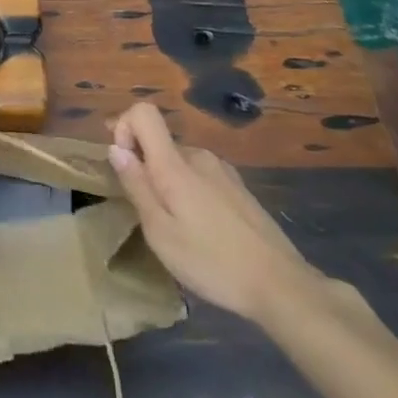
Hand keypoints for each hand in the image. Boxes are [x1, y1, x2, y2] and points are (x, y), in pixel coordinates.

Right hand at [109, 102, 325, 324]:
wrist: (282, 285)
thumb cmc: (212, 262)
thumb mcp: (161, 233)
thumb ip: (137, 186)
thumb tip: (115, 148)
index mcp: (176, 164)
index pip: (143, 112)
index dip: (124, 128)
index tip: (125, 166)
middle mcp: (199, 156)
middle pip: (159, 142)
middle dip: (146, 169)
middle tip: (151, 217)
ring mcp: (222, 170)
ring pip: (180, 163)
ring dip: (169, 185)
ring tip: (179, 230)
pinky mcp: (238, 187)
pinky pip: (201, 177)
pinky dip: (190, 193)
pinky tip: (205, 232)